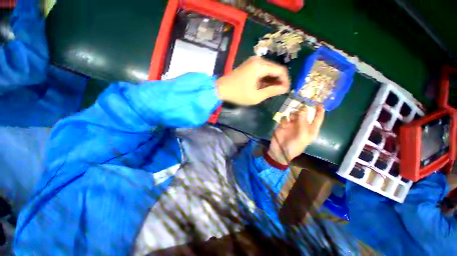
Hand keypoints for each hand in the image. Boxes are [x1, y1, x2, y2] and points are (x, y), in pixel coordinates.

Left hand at [216, 56, 289, 105]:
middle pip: (275, 68)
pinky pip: (262, 70)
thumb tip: (284, 88)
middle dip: (279, 80)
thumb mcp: (256, 96)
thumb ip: (271, 91)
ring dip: (272, 80)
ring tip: (272, 91)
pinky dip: (265, 78)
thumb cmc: (238, 94)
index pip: (280, 70)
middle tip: (279, 92)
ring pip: (269, 69)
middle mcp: (258, 60)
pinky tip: (265, 86)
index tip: (285, 91)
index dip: (285, 81)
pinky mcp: (249, 65)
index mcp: (260, 66)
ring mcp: (252, 61)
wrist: (221, 89)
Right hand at [267, 105, 324, 164]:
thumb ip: (303, 122)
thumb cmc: (294, 146)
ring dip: (293, 114)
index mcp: (310, 130)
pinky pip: (284, 118)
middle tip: (300, 111)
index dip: (319, 111)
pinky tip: (283, 125)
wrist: (279, 151)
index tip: (319, 103)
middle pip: (304, 114)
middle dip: (302, 111)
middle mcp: (302, 126)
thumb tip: (303, 109)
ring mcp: (291, 125)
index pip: (317, 119)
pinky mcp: (283, 125)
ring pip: (293, 114)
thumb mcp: (302, 136)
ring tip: (291, 119)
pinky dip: (284, 119)